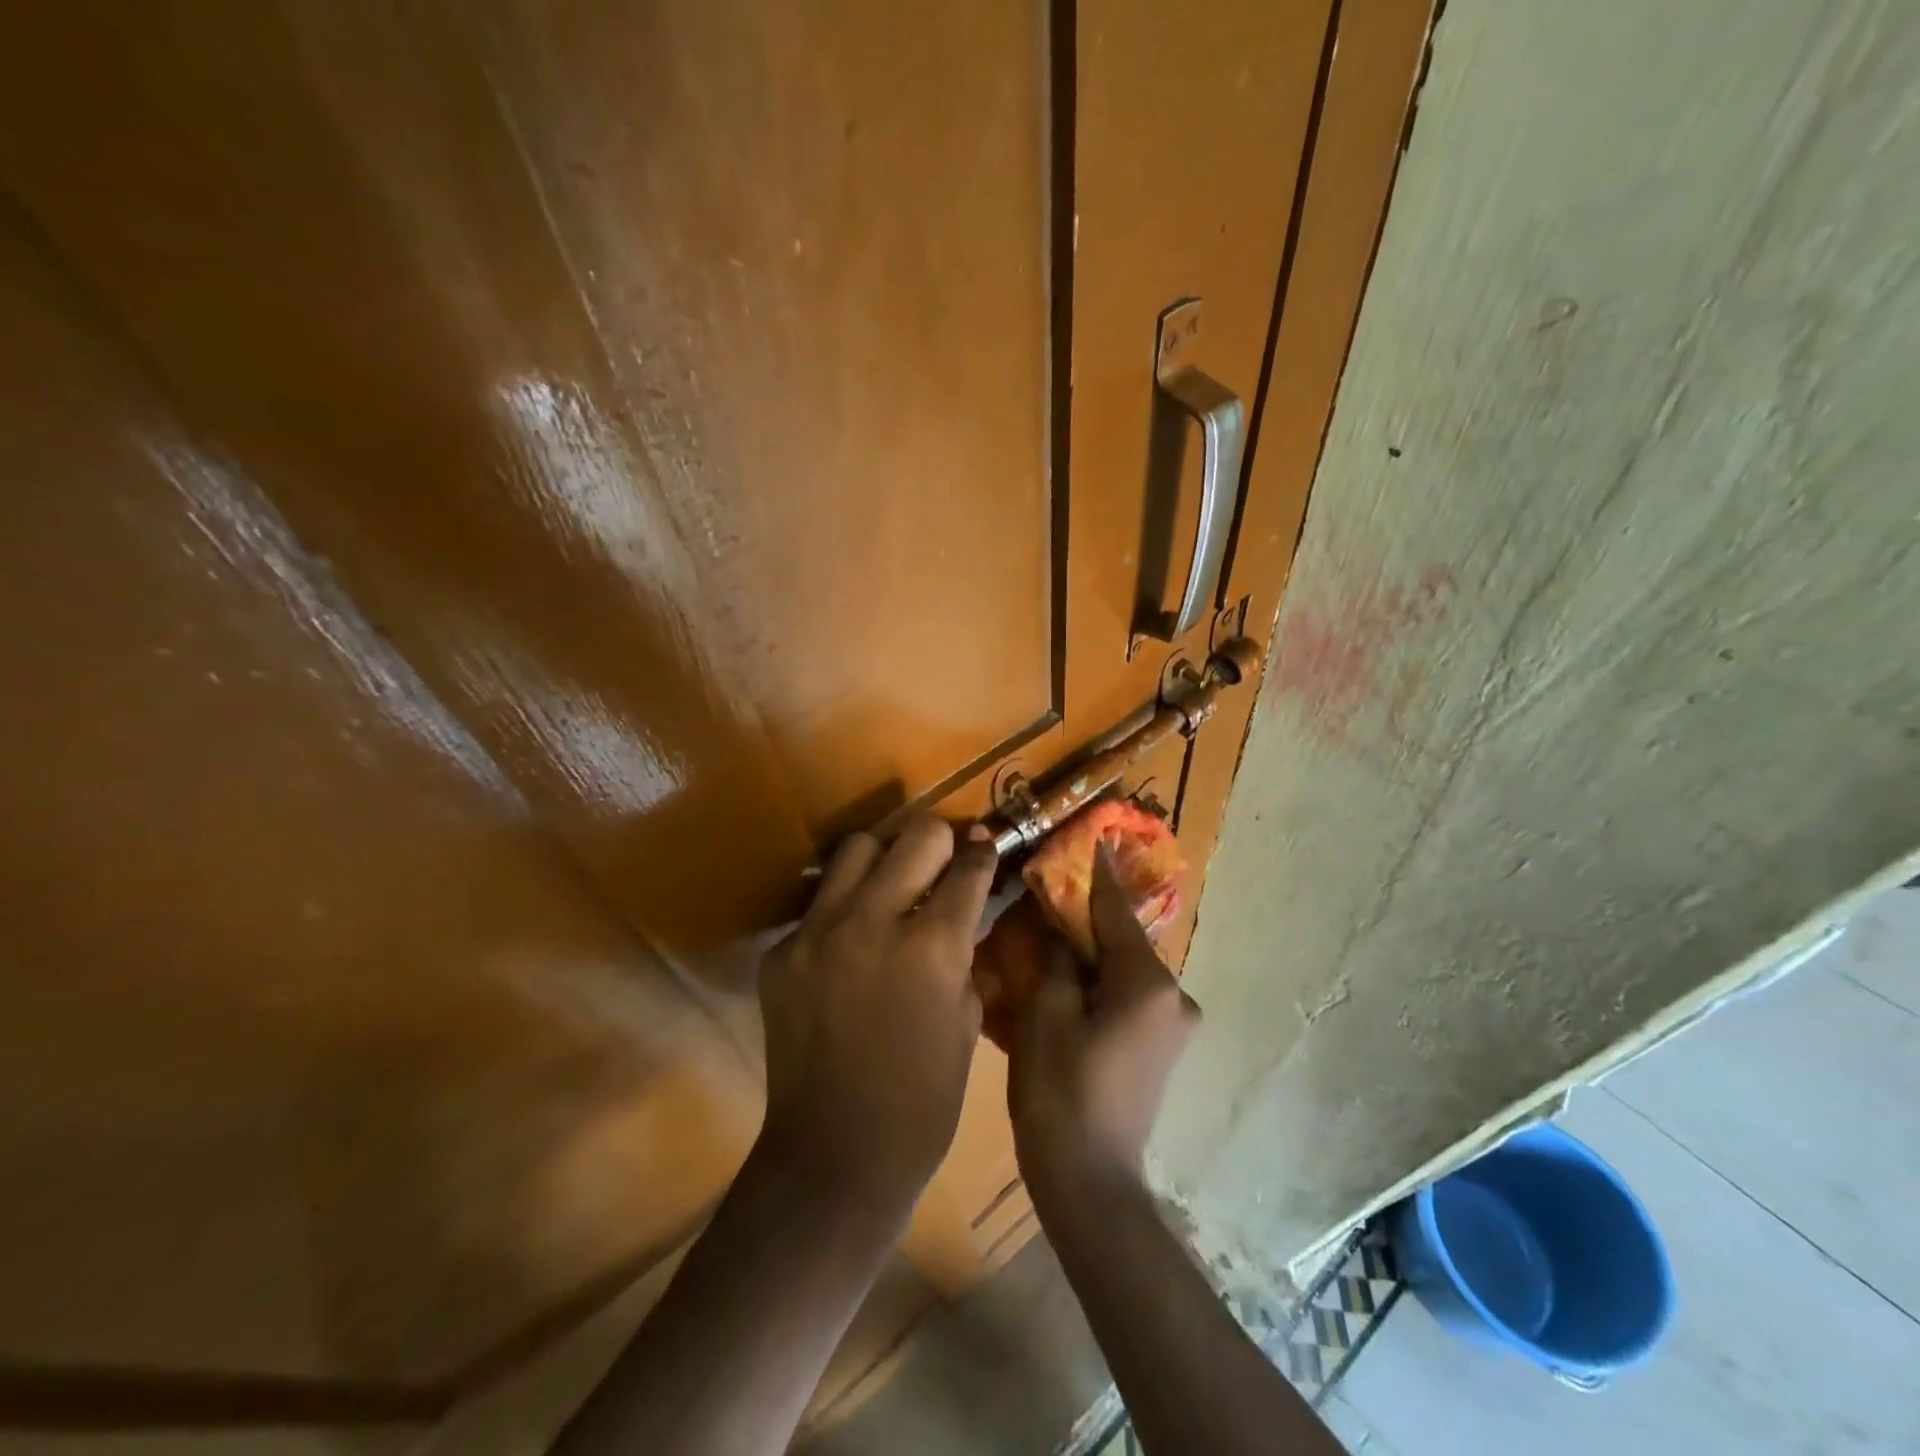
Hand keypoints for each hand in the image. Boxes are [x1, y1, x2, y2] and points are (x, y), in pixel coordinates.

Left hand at [757, 815, 997, 1224]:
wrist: (835, 1155)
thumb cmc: (923, 1100)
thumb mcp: (966, 1019)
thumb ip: (963, 951)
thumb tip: (963, 908)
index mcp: (931, 946)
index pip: (967, 867)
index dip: (983, 853)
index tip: (985, 847)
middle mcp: (873, 921)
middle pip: (916, 835)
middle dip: (941, 840)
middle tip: (945, 858)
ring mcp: (818, 933)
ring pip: (856, 848)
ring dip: (885, 858)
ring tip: (893, 885)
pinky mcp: (782, 952)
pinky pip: (820, 904)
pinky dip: (844, 909)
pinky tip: (852, 942)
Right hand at [1008, 847, 1199, 1205]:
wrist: (1091, 1184)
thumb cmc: (1061, 1093)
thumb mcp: (1045, 1014)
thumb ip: (1055, 957)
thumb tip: (1059, 924)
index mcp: (1148, 983)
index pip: (1116, 911)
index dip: (1097, 874)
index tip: (1093, 836)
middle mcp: (1174, 996)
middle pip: (1122, 940)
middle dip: (1086, 919)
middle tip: (1048, 897)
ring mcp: (1173, 1025)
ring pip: (1124, 970)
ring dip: (1090, 954)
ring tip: (1049, 941)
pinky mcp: (1163, 1047)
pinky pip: (1128, 996)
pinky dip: (1100, 983)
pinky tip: (1068, 984)